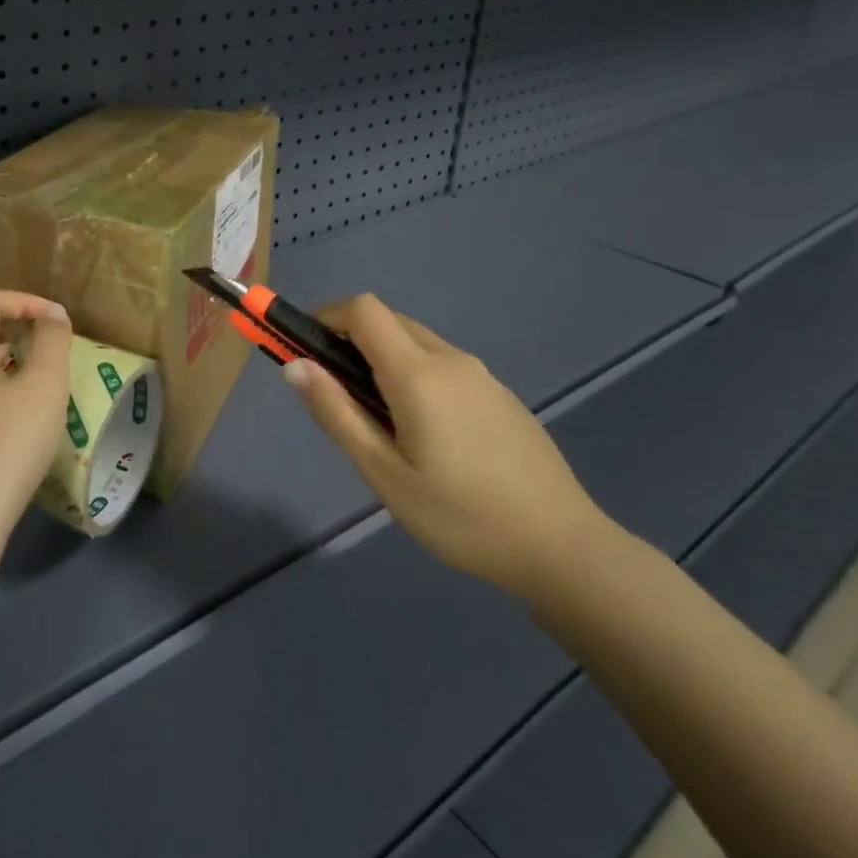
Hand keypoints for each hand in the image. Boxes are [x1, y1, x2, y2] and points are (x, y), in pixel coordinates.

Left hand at [0, 290, 73, 569]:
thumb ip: (52, 342)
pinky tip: (17, 423)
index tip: (59, 320)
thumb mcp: (44, 387)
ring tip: (41, 385)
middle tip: (54, 349)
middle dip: (19, 331)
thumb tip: (51, 316)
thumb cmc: (6, 446)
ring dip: (9, 363)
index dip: (26, 301)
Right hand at [284, 294, 606, 599]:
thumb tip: (295, 365)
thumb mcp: (384, 473)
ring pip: (417, 343)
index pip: (363, 310)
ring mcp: (482, 376)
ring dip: (382, 359)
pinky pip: (443, 365)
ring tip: (377, 421)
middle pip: (389, 321)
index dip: (327, 316)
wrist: (562, 547)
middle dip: (350, 339)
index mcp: (418, 373)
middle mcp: (451, 360)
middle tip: (334, 392)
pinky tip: (424, 434)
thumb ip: (337, 414)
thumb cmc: (461, 516)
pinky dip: (414, 374)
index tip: (304, 348)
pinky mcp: (500, 395)